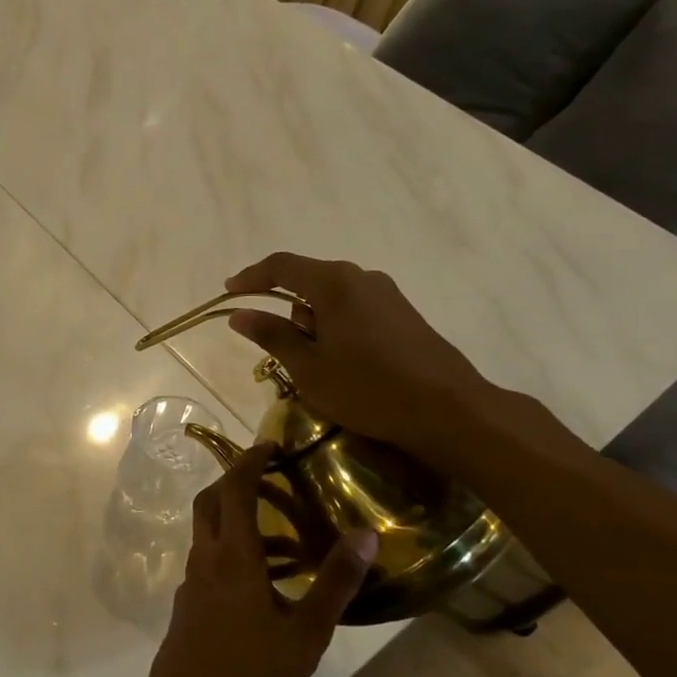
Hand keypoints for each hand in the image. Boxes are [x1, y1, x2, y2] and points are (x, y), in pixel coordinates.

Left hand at [140, 445, 379, 676]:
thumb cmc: (252, 670)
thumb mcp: (307, 630)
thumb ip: (336, 581)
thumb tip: (365, 534)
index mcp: (233, 554)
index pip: (234, 488)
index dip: (249, 460)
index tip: (270, 444)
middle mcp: (205, 556)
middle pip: (211, 501)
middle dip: (235, 480)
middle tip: (271, 479)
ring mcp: (192, 579)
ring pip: (208, 531)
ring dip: (236, 519)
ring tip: (283, 537)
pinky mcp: (188, 601)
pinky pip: (209, 558)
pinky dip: (231, 549)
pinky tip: (262, 580)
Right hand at [223, 252, 501, 461]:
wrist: (448, 410)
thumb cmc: (367, 389)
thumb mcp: (308, 367)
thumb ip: (272, 335)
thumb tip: (239, 314)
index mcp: (334, 283)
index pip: (281, 266)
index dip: (251, 277)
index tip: (228, 292)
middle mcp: (361, 277)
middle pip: (308, 281)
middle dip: (285, 309)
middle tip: (276, 349)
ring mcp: (387, 295)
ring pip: (332, 298)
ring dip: (313, 323)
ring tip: (313, 366)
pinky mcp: (403, 315)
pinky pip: (355, 310)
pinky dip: (336, 328)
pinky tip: (342, 364)